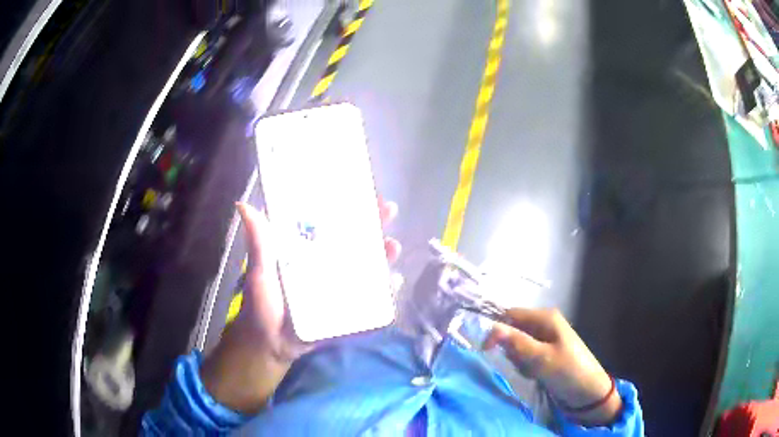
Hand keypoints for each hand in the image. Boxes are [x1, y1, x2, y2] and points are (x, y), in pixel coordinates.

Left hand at [232, 200, 401, 360]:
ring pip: (367, 266)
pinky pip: (370, 296)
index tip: (364, 192)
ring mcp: (340, 286)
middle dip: (374, 224)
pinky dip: (384, 290)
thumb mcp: (261, 272)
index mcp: (307, 251)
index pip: (332, 223)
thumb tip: (243, 206)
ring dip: (383, 255)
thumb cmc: (262, 306)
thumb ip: (259, 244)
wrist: (271, 345)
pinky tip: (394, 282)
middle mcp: (327, 264)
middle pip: (356, 240)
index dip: (349, 207)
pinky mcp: (347, 307)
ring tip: (393, 246)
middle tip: (388, 210)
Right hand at [484, 308, 621, 425]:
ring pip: (517, 345)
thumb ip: (516, 343)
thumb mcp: (541, 358)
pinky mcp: (546, 353)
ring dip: (518, 360)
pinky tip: (535, 374)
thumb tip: (490, 328)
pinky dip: (525, 366)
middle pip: (513, 330)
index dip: (496, 329)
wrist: (587, 392)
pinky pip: (526, 356)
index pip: (510, 315)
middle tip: (519, 363)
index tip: (486, 349)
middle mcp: (544, 324)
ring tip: (530, 370)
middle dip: (510, 349)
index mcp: (545, 318)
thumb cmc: (567, 371)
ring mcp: (546, 339)